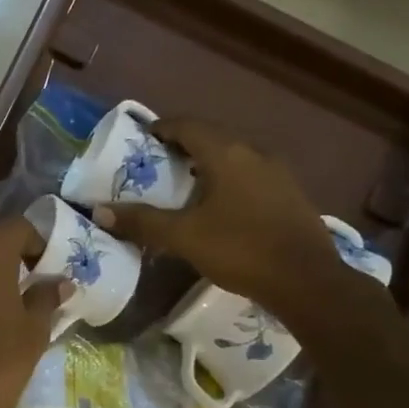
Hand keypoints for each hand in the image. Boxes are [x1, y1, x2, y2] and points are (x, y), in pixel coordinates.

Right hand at [94, 118, 350, 326]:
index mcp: (227, 154)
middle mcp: (254, 153)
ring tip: (183, 185)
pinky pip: (250, 175)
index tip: (141, 139)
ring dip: (207, 163)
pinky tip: (219, 205)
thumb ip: (142, 222)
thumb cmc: (241, 249)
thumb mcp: (184, 237)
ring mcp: (277, 173)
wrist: (308, 282)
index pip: (188, 125)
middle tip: (157, 163)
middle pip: (212, 137)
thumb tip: (100, 211)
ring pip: (234, 156)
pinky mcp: (290, 194)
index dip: (162, 128)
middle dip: (182, 146)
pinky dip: (228, 179)